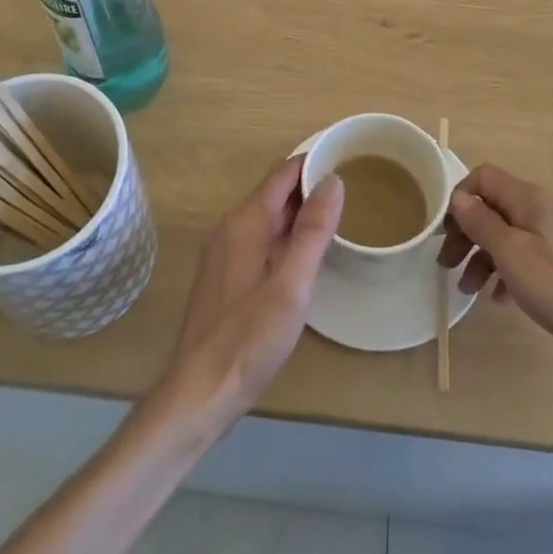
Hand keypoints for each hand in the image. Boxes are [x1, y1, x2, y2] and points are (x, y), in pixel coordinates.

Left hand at [159, 156, 342, 426]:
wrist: (200, 391)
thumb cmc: (249, 338)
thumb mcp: (292, 285)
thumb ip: (313, 231)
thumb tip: (334, 179)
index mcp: (246, 221)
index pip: (283, 172)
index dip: (315, 163)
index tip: (348, 162)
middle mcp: (231, 226)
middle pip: (275, 192)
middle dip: (310, 187)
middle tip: (352, 193)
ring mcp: (224, 251)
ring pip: (267, 216)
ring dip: (298, 213)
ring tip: (336, 220)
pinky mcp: (224, 274)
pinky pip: (259, 237)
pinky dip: (284, 234)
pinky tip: (304, 255)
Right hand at [438, 166, 552, 373]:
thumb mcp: (511, 253)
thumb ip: (481, 222)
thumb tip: (458, 197)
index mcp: (530, 198)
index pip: (484, 176)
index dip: (460, 197)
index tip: (445, 230)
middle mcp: (542, 210)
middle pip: (493, 207)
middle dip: (466, 232)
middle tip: (447, 263)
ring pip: (507, 235)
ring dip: (482, 257)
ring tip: (469, 289)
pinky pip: (525, 257)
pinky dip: (506, 272)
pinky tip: (499, 298)